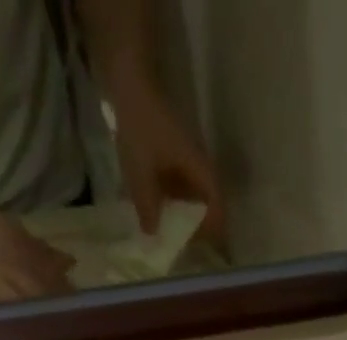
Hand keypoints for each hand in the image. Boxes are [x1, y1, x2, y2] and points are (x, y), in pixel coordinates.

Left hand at [112, 84, 227, 251]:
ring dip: (182, 216)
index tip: (202, 249)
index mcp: (198, 169)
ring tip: (168, 235)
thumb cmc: (140, 126)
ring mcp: (186, 160)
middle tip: (181, 247)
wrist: (130, 83)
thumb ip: (147, 206)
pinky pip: (178, 186)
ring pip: (192, 196)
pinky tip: (156, 213)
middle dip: (196, 227)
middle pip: (206, 204)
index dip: (213, 229)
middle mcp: (198, 167)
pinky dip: (171, 201)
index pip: (216, 205)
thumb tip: (153, 236)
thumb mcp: (141, 171)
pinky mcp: (173, 156)